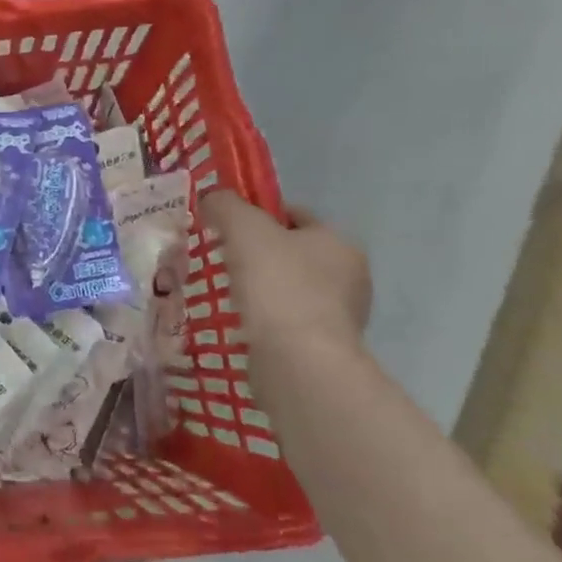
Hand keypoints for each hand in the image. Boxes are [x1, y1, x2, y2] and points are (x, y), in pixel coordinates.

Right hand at [203, 191, 371, 358]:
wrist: (298, 362)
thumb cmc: (276, 284)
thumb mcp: (243, 228)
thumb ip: (225, 205)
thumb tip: (212, 199)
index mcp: (339, 242)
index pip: (294, 215)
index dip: (258, 215)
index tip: (226, 228)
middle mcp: (350, 277)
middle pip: (292, 253)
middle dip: (258, 255)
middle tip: (223, 260)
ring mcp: (340, 317)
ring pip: (289, 289)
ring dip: (261, 290)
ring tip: (227, 294)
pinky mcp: (324, 349)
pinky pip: (286, 322)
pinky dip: (264, 320)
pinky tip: (241, 323)